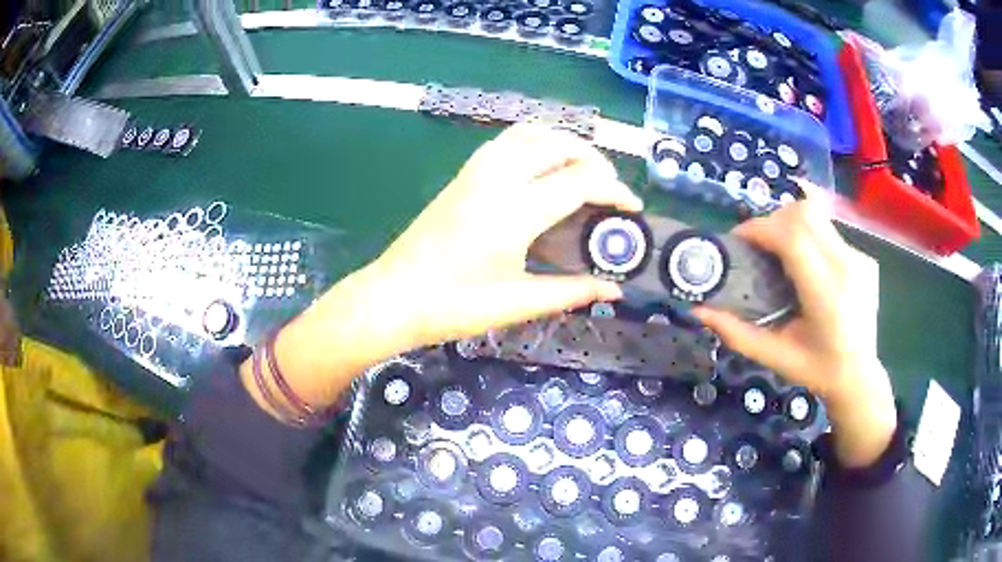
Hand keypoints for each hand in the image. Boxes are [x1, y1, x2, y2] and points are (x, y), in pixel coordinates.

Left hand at [368, 123, 642, 346]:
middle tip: (609, 191)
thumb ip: (570, 292)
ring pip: (530, 133)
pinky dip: (537, 143)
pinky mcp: (464, 175)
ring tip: (582, 172)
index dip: (615, 191)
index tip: (632, 208)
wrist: (393, 297)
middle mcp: (496, 179)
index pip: (579, 182)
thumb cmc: (452, 306)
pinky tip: (543, 169)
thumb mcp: (517, 304)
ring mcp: (476, 172)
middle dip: (594, 159)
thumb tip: (613, 291)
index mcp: (513, 212)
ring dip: (564, 144)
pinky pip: (508, 141)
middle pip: (558, 144)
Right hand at [693, 194, 896, 467]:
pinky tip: (807, 265)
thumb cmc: (816, 370)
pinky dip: (809, 237)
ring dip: (790, 224)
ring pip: (817, 215)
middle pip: (804, 213)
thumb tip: (698, 310)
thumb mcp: (774, 358)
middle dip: (772, 220)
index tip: (739, 239)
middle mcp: (846, 267)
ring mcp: (859, 258)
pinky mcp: (864, 257)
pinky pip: (829, 231)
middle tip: (758, 245)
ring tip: (780, 252)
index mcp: (826, 294)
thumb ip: (737, 333)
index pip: (792, 236)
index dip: (760, 228)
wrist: (859, 375)